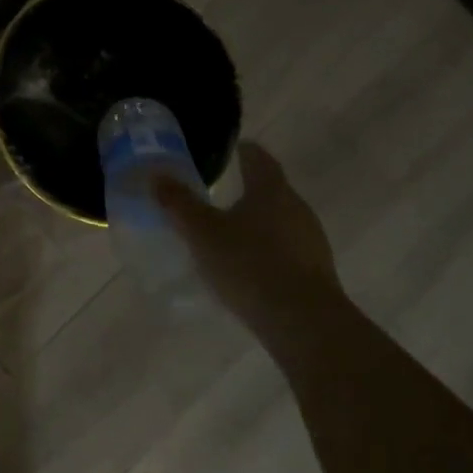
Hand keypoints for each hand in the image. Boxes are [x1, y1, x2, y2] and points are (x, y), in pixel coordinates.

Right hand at [153, 142, 343, 322]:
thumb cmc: (249, 265)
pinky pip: (286, 249)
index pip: (259, 158)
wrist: (304, 323)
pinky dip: (266, 248)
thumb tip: (156, 176)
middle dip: (247, 189)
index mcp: (271, 190)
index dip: (243, 151)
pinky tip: (248, 265)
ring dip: (257, 221)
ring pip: (280, 220)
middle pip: (271, 189)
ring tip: (229, 232)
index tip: (229, 150)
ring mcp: (311, 240)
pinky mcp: (315, 271)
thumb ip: (179, 203)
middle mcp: (297, 207)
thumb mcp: (203, 233)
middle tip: (218, 193)